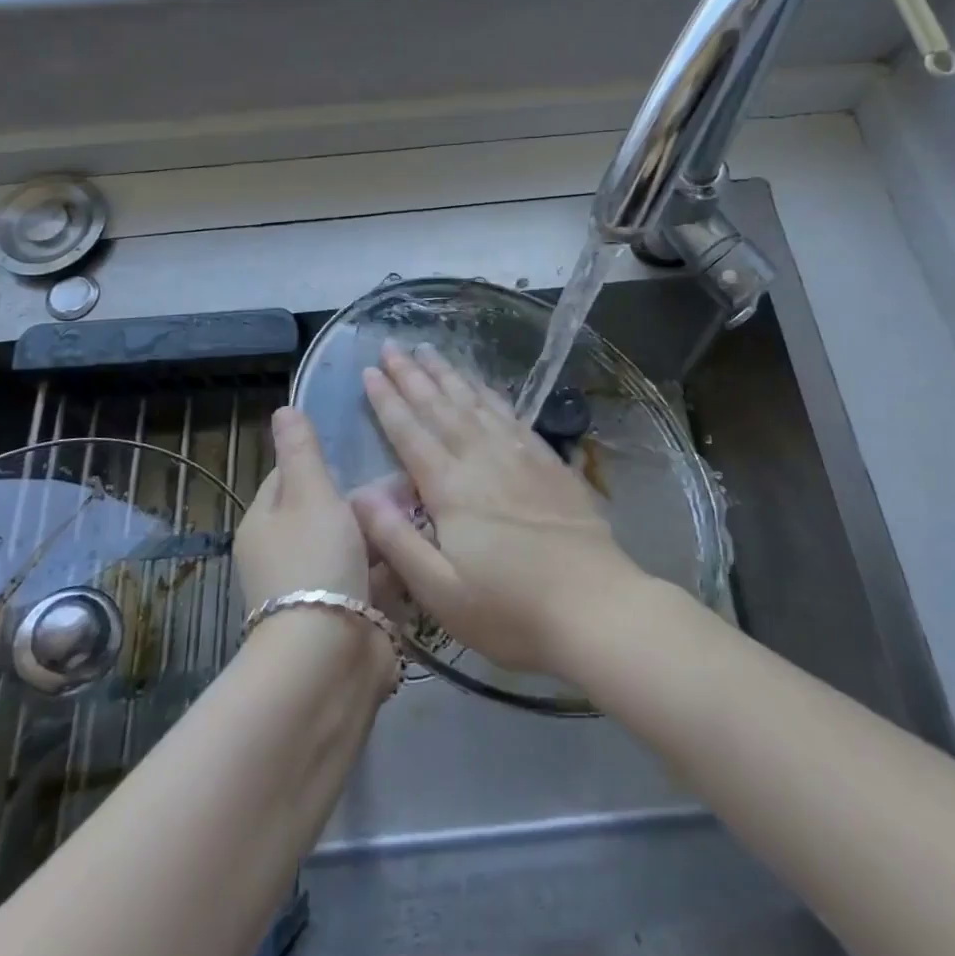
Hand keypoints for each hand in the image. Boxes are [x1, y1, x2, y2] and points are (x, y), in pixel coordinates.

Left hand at [234, 407, 398, 696]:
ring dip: (383, 528)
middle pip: (327, 509)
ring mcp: (319, 586)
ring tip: (424, 500)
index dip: (321, 458)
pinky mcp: (351, 612)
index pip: (289, 476)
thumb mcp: (308, 494)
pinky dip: (395, 562)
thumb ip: (301, 452)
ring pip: (356, 542)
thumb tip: (282, 409)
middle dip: (363, 493)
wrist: (328, 660)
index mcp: (266, 522)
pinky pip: (375, 575)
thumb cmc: (314, 562)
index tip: (359, 443)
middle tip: (404, 472)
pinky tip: (426, 542)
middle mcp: (286, 553)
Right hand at [351, 341, 643, 675]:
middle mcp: (482, 459)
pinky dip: (490, 394)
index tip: (369, 370)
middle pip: (440, 407)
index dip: (387, 400)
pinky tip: (482, 385)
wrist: (597, 607)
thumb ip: (396, 540)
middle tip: (392, 345)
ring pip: (475, 403)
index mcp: (451, 488)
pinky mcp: (548, 462)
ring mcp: (519, 456)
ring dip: (448, 375)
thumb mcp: (441, 592)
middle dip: (413, 375)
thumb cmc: (511, 611)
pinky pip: (510, 414)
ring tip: (429, 350)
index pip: (410, 433)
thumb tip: (358, 494)